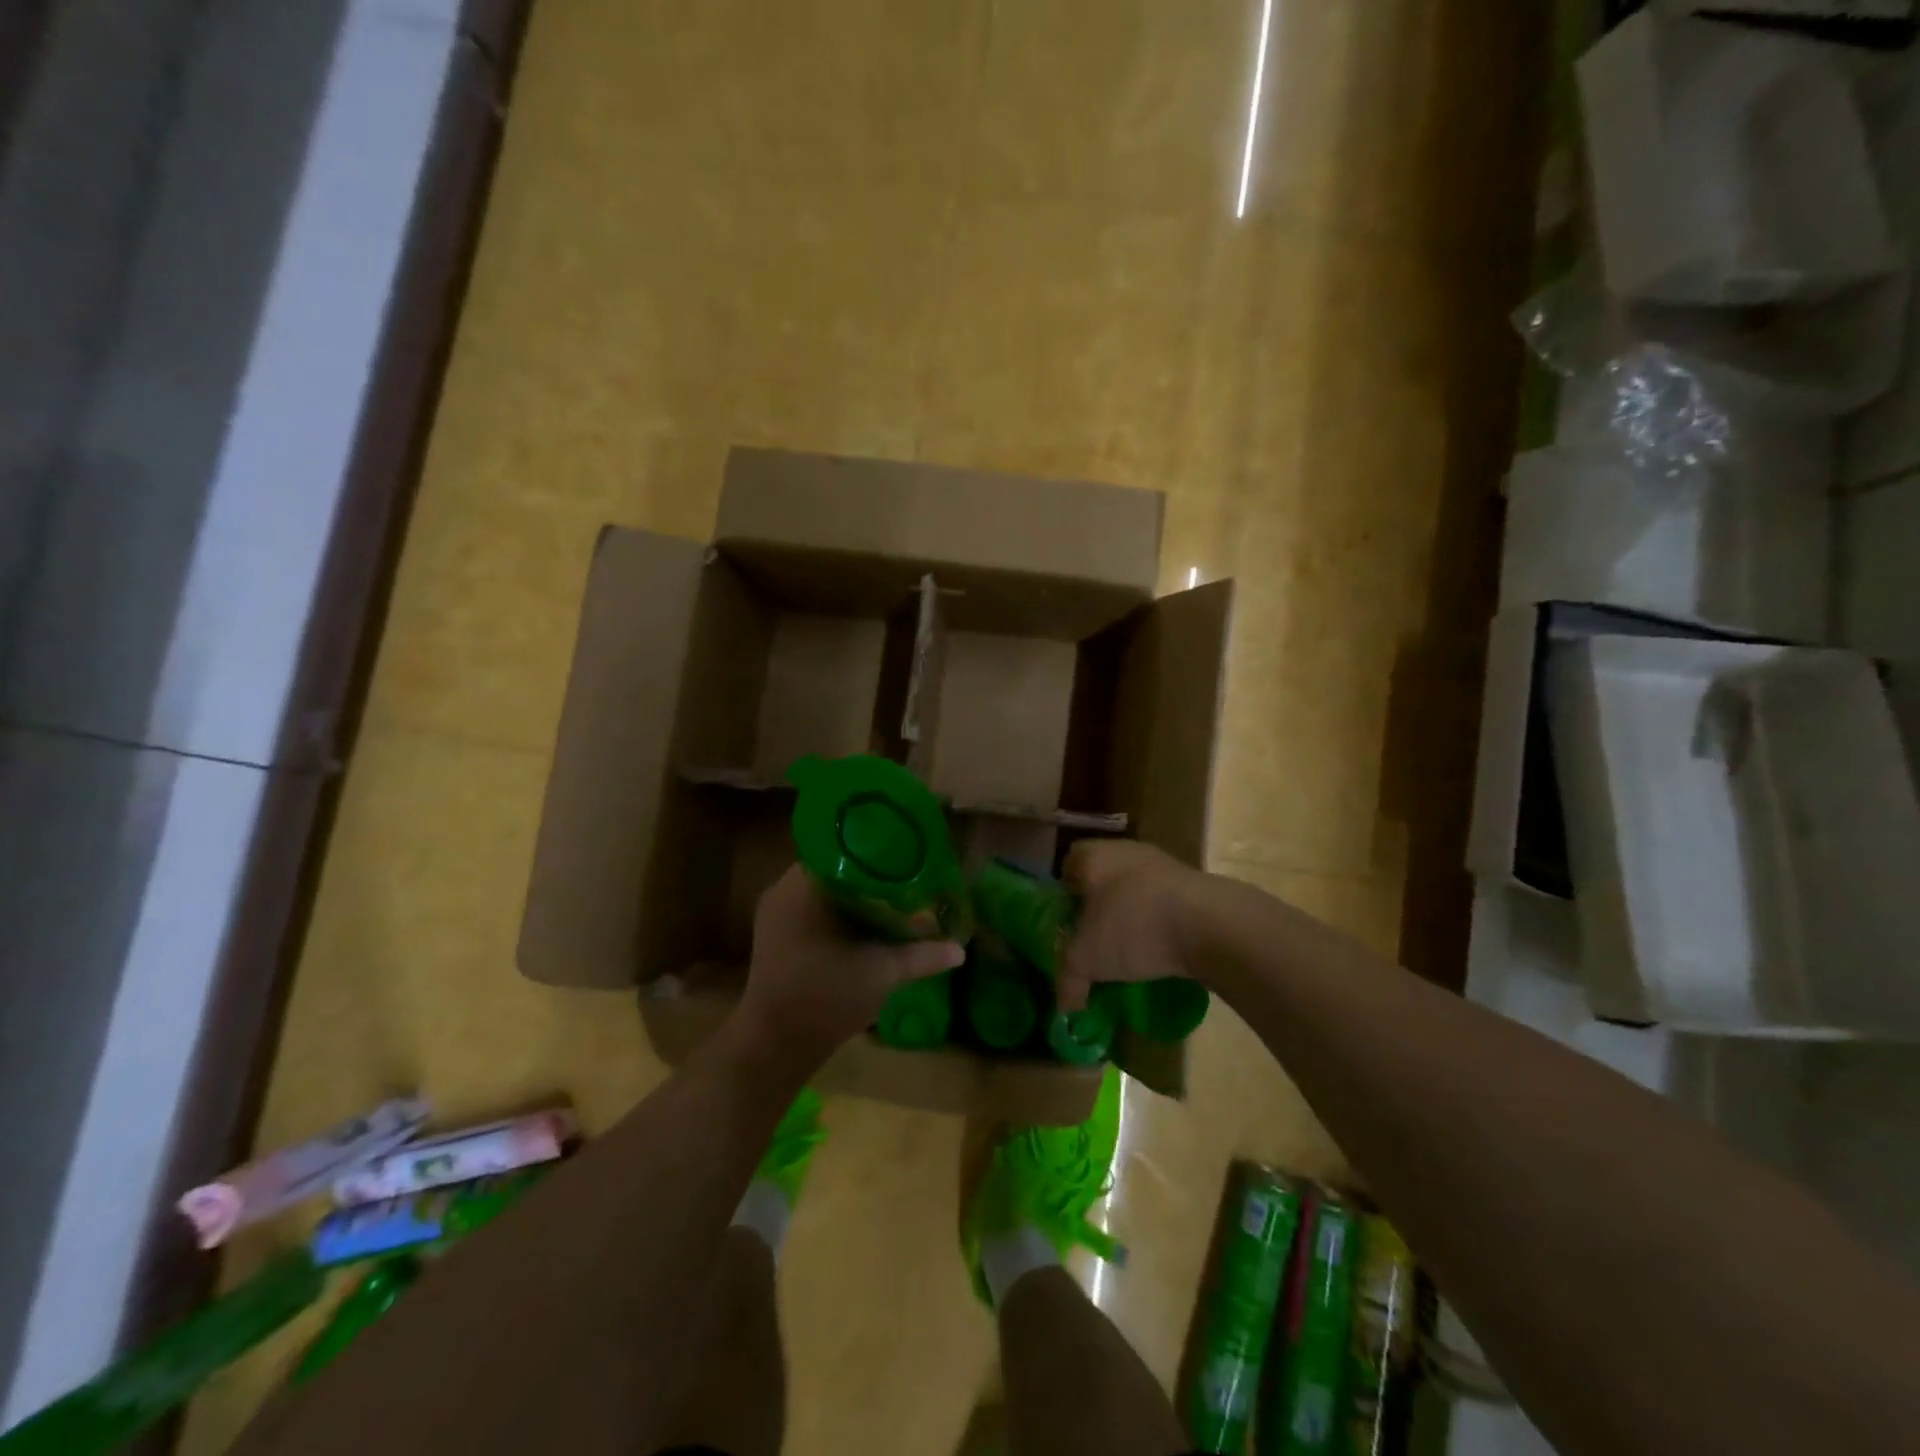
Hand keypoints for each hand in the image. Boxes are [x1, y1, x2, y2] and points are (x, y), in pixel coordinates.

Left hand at [736, 865, 965, 1063]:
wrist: (774, 1047)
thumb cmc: (825, 999)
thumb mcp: (881, 973)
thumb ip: (922, 955)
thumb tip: (960, 949)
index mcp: (804, 886)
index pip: (844, 846)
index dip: (878, 849)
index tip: (908, 855)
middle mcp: (785, 889)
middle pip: (836, 865)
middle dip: (873, 873)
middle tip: (909, 876)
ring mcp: (777, 912)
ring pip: (825, 887)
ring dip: (857, 892)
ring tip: (895, 895)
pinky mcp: (777, 934)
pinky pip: (813, 906)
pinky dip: (841, 909)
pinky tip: (868, 921)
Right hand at [1058, 840, 1215, 1010]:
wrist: (1210, 924)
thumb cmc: (1133, 926)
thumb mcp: (1087, 958)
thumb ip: (1068, 979)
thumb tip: (1064, 1007)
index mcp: (1092, 856)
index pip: (1066, 867)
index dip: (1062, 897)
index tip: (1065, 926)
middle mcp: (1124, 851)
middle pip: (1101, 879)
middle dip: (1097, 909)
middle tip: (1093, 941)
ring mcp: (1162, 865)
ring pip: (1134, 891)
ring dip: (1130, 917)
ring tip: (1128, 953)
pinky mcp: (1192, 885)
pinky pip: (1162, 904)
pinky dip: (1158, 924)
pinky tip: (1159, 951)